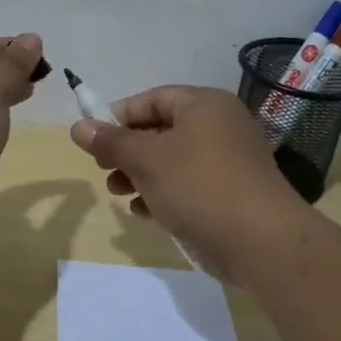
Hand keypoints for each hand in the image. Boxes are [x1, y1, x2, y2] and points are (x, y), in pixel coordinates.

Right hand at [71, 86, 308, 281]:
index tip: (92, 140)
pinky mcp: (232, 192)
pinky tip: (144, 212)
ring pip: (173, 160)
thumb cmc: (198, 187)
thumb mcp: (146, 160)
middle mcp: (220, 125)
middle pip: (162, 129)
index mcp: (204, 105)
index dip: (118, 116)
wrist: (261, 242)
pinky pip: (189, 183)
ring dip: (141, 175)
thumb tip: (78, 126)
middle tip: (103, 170)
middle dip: (127, 151)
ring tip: (119, 194)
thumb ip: (111, 142)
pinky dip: (164, 192)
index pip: (152, 98)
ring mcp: (229, 160)